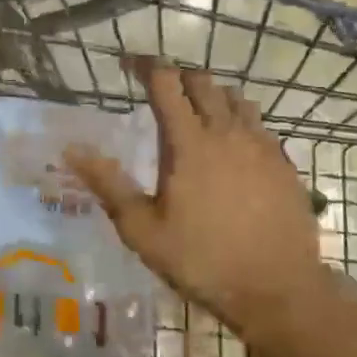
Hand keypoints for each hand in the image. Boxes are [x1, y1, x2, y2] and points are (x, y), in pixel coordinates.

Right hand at [65, 59, 322, 331]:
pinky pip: (259, 124)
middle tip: (159, 89)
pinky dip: (239, 119)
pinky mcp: (284, 163)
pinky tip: (232, 144)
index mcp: (189, 142)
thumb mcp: (143, 229)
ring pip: (235, 98)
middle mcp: (227, 132)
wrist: (278, 291)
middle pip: (202, 82)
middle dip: (177, 76)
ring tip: (196, 112)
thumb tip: (72, 150)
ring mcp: (261, 145)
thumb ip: (108, 184)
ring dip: (211, 94)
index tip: (128, 65)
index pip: (165, 83)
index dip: (145, 66)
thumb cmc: (202, 260)